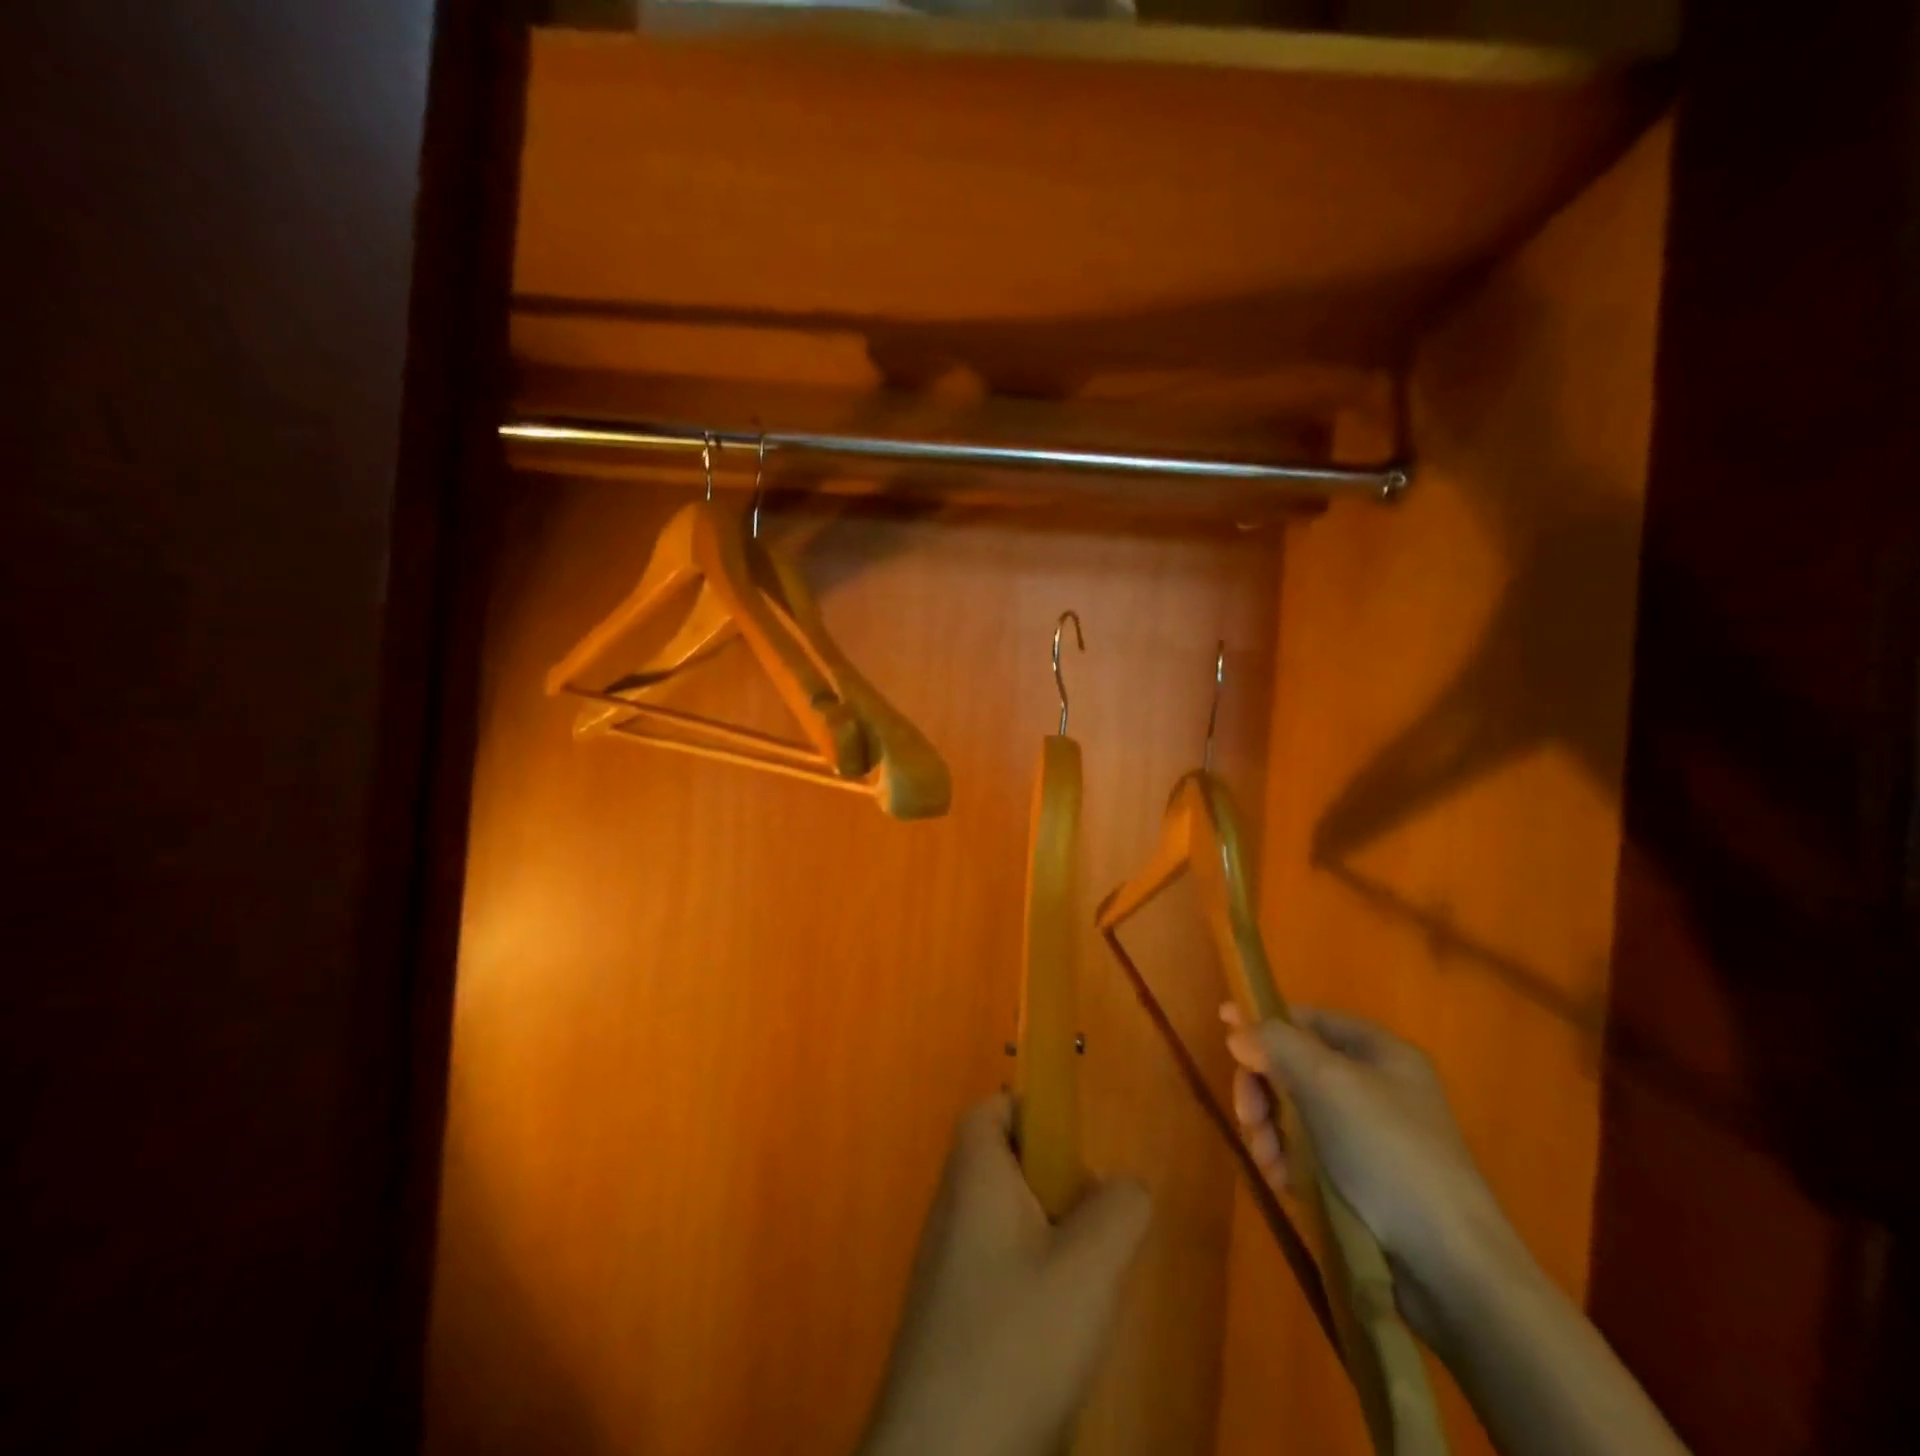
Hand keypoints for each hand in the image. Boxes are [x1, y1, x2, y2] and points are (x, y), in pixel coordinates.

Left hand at [858, 1095, 1151, 1455]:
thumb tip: (1127, 1186)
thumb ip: (1119, 1211)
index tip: (1076, 1151)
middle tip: (1092, 1227)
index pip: (991, 1109)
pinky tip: (1057, 1333)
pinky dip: (1032, 1280)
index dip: (1032, 1112)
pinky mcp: (948, 1316)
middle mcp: (951, 1207)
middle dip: (1055, 1183)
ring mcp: (945, 1263)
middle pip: (1004, 1163)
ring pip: (1006, 1219)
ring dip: (1050, 1237)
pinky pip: (997, 1268)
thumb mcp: (1089, 1269)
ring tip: (1083, 1286)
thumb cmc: (1015, 1341)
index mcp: (974, 1175)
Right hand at [1223, 1006, 1522, 1334]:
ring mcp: (1369, 1137)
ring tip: (1268, 1160)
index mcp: (1380, 1052)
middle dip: (1263, 1090)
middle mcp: (1376, 1087)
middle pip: (1295, 1067)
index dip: (1265, 1023)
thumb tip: (1237, 1028)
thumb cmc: (1387, 1153)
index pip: (1308, 1019)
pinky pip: (1308, 1154)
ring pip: (1296, 1113)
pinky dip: (1288, 1163)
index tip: (1225, 1034)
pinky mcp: (1362, 1181)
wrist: (1450, 1266)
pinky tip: (1284, 1183)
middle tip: (1249, 1117)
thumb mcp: (1326, 1082)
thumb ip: (1275, 1044)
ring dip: (1270, 1131)